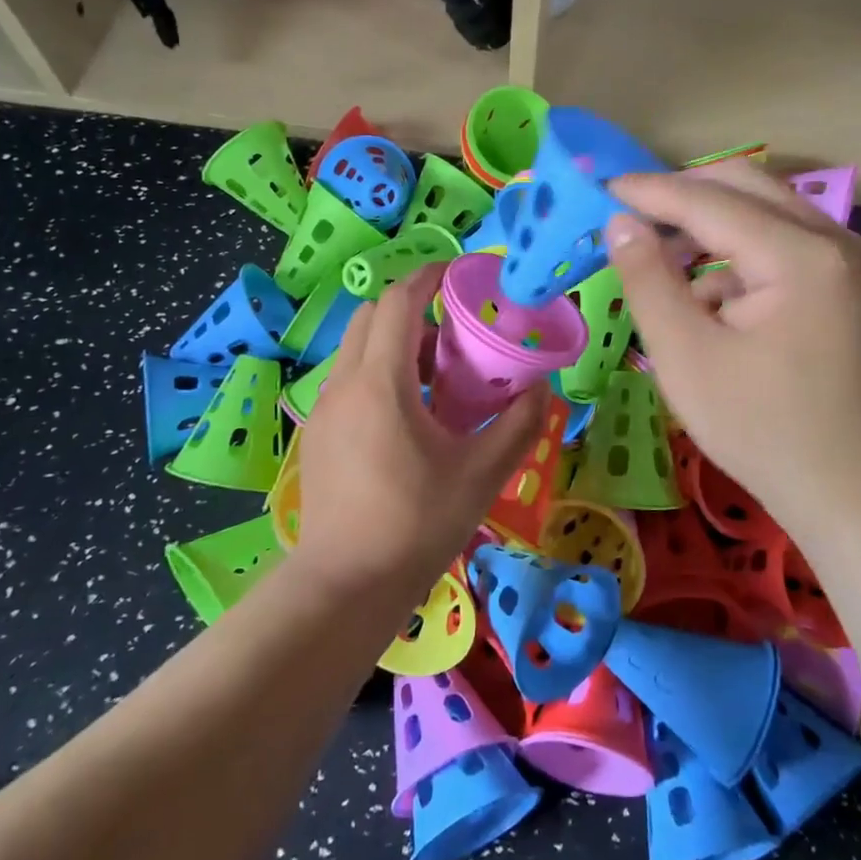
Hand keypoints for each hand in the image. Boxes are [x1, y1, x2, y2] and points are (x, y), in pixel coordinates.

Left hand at [296, 263, 548, 600]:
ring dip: (396, 343)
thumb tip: (541, 388)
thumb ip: (517, 425)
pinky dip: (380, 372)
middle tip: (454, 333)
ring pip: (357, 348)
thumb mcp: (481, 474)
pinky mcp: (319, 434)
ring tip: (438, 377)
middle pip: (371, 316)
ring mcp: (324, 410)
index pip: (398, 301)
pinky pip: (350, 379)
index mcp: (381, 383)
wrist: (345, 585)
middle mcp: (344, 384)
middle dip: (412, 309)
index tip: (461, 274)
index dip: (429, 277)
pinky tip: (410, 416)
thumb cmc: (415, 524)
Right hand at [604, 163, 860, 531]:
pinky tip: (708, 299)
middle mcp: (832, 241)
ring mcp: (846, 261)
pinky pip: (781, 243)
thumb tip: (620, 223)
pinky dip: (738, 255)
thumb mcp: (685, 355)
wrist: (849, 489)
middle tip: (630, 213)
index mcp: (798, 255)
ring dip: (709, 225)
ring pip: (764, 212)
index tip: (601, 189)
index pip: (709, 201)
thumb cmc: (760, 427)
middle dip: (683, 195)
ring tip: (660, 259)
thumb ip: (648, 280)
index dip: (650, 192)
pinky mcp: (844, 284)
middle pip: (746, 186)